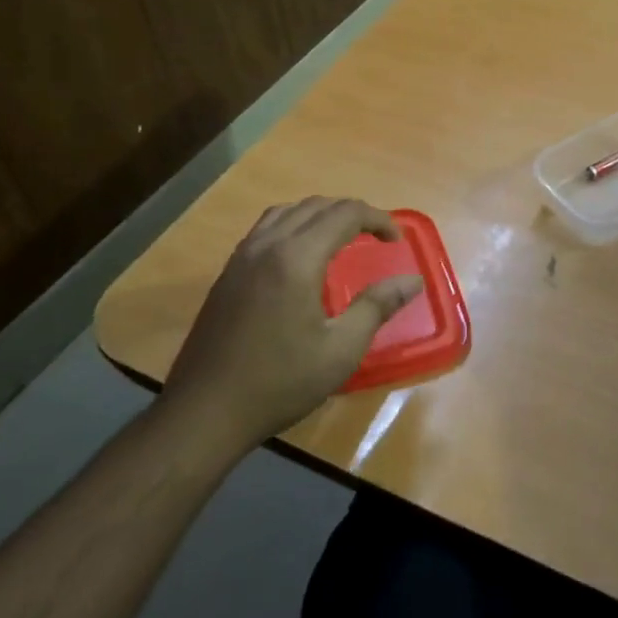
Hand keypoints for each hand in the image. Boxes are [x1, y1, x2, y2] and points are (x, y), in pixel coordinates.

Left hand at [161, 197, 422, 448]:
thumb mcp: (340, 350)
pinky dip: (294, 225)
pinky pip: (266, 228)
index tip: (396, 241)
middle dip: (352, 213)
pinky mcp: (228, 272)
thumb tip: (412, 280)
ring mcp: (242, 256)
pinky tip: (301, 255)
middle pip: (316, 206)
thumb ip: (377, 306)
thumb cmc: (280, 382)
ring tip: (342, 237)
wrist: (205, 411)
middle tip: (376, 237)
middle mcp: (267, 244)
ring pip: (288, 212)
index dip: (377, 219)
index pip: (345, 214)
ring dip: (320, 215)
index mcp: (297, 257)